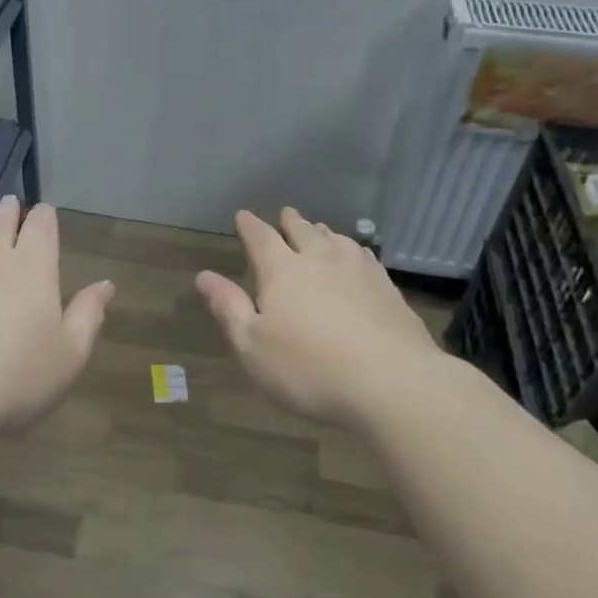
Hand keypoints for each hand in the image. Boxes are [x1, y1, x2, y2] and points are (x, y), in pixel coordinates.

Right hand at [197, 208, 445, 424]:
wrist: (392, 383)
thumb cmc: (309, 369)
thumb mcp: (252, 346)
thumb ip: (228, 308)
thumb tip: (204, 276)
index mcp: (281, 271)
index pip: (260, 237)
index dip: (249, 226)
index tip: (242, 216)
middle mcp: (319, 260)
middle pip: (302, 231)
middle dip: (289, 222)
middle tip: (285, 214)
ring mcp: (357, 271)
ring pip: (335, 239)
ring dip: (322, 232)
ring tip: (318, 228)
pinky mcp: (387, 288)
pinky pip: (364, 256)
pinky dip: (352, 248)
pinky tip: (356, 254)